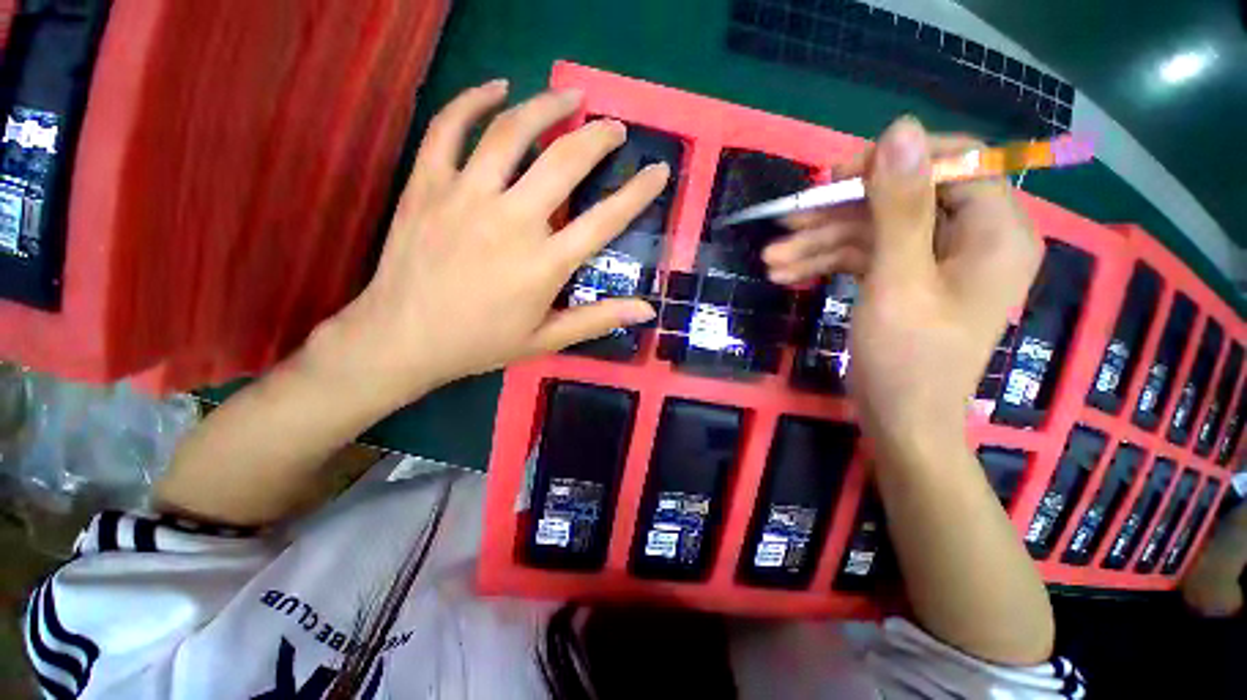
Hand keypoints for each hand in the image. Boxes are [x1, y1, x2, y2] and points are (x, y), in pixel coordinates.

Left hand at [308, 81, 666, 400]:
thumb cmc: (480, 343)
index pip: (605, 219)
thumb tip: (649, 310)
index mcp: (544, 264)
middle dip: (598, 138)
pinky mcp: (427, 184)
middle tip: (614, 127)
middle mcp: (512, 221)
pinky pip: (449, 128)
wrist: (402, 339)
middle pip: (564, 162)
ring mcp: (465, 196)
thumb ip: (598, 320)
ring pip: (511, 132)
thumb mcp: (546, 340)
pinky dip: (473, 100)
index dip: (638, 193)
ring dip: (546, 106)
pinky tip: (497, 88)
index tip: (658, 170)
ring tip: (569, 95)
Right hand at [769, 118, 1040, 450]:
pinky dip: (828, 263)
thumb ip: (900, 207)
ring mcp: (936, 260)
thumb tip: (901, 129)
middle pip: (902, 200)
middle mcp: (972, 238)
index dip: (894, 162)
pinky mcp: (907, 280)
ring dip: (820, 243)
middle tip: (787, 221)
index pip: (953, 163)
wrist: (900, 421)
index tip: (838, 176)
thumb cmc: (907, 358)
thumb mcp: (897, 281)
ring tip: (772, 260)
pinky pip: (868, 257)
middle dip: (839, 213)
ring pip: (875, 231)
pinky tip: (788, 273)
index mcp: (995, 231)